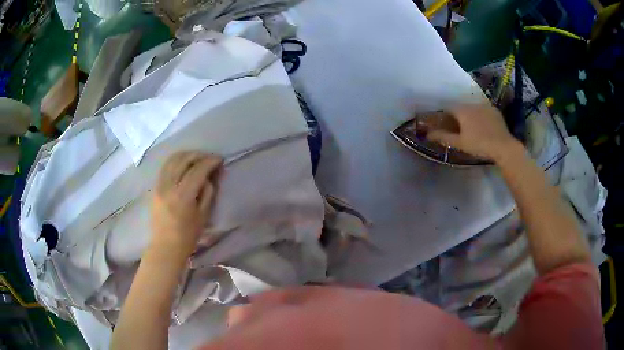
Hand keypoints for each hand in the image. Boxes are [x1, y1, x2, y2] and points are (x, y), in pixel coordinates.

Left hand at [150, 152, 222, 259]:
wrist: (165, 246)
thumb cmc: (187, 236)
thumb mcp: (203, 215)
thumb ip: (207, 193)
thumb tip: (209, 177)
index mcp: (183, 195)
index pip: (198, 170)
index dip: (210, 162)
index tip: (219, 159)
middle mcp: (169, 186)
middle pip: (184, 160)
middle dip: (198, 155)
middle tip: (209, 158)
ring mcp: (159, 185)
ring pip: (172, 160)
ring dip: (186, 155)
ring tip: (196, 158)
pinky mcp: (155, 187)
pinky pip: (165, 167)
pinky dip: (175, 161)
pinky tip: (183, 164)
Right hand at [426, 103, 521, 161]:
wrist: (504, 147)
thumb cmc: (479, 145)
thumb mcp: (460, 143)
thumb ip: (443, 136)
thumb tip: (427, 134)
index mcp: (462, 110)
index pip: (448, 108)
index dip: (444, 115)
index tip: (444, 123)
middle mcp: (473, 104)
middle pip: (461, 107)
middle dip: (458, 115)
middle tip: (458, 128)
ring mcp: (485, 106)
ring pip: (473, 108)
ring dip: (470, 115)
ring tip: (472, 128)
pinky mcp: (495, 111)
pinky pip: (484, 111)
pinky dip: (481, 116)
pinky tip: (483, 126)